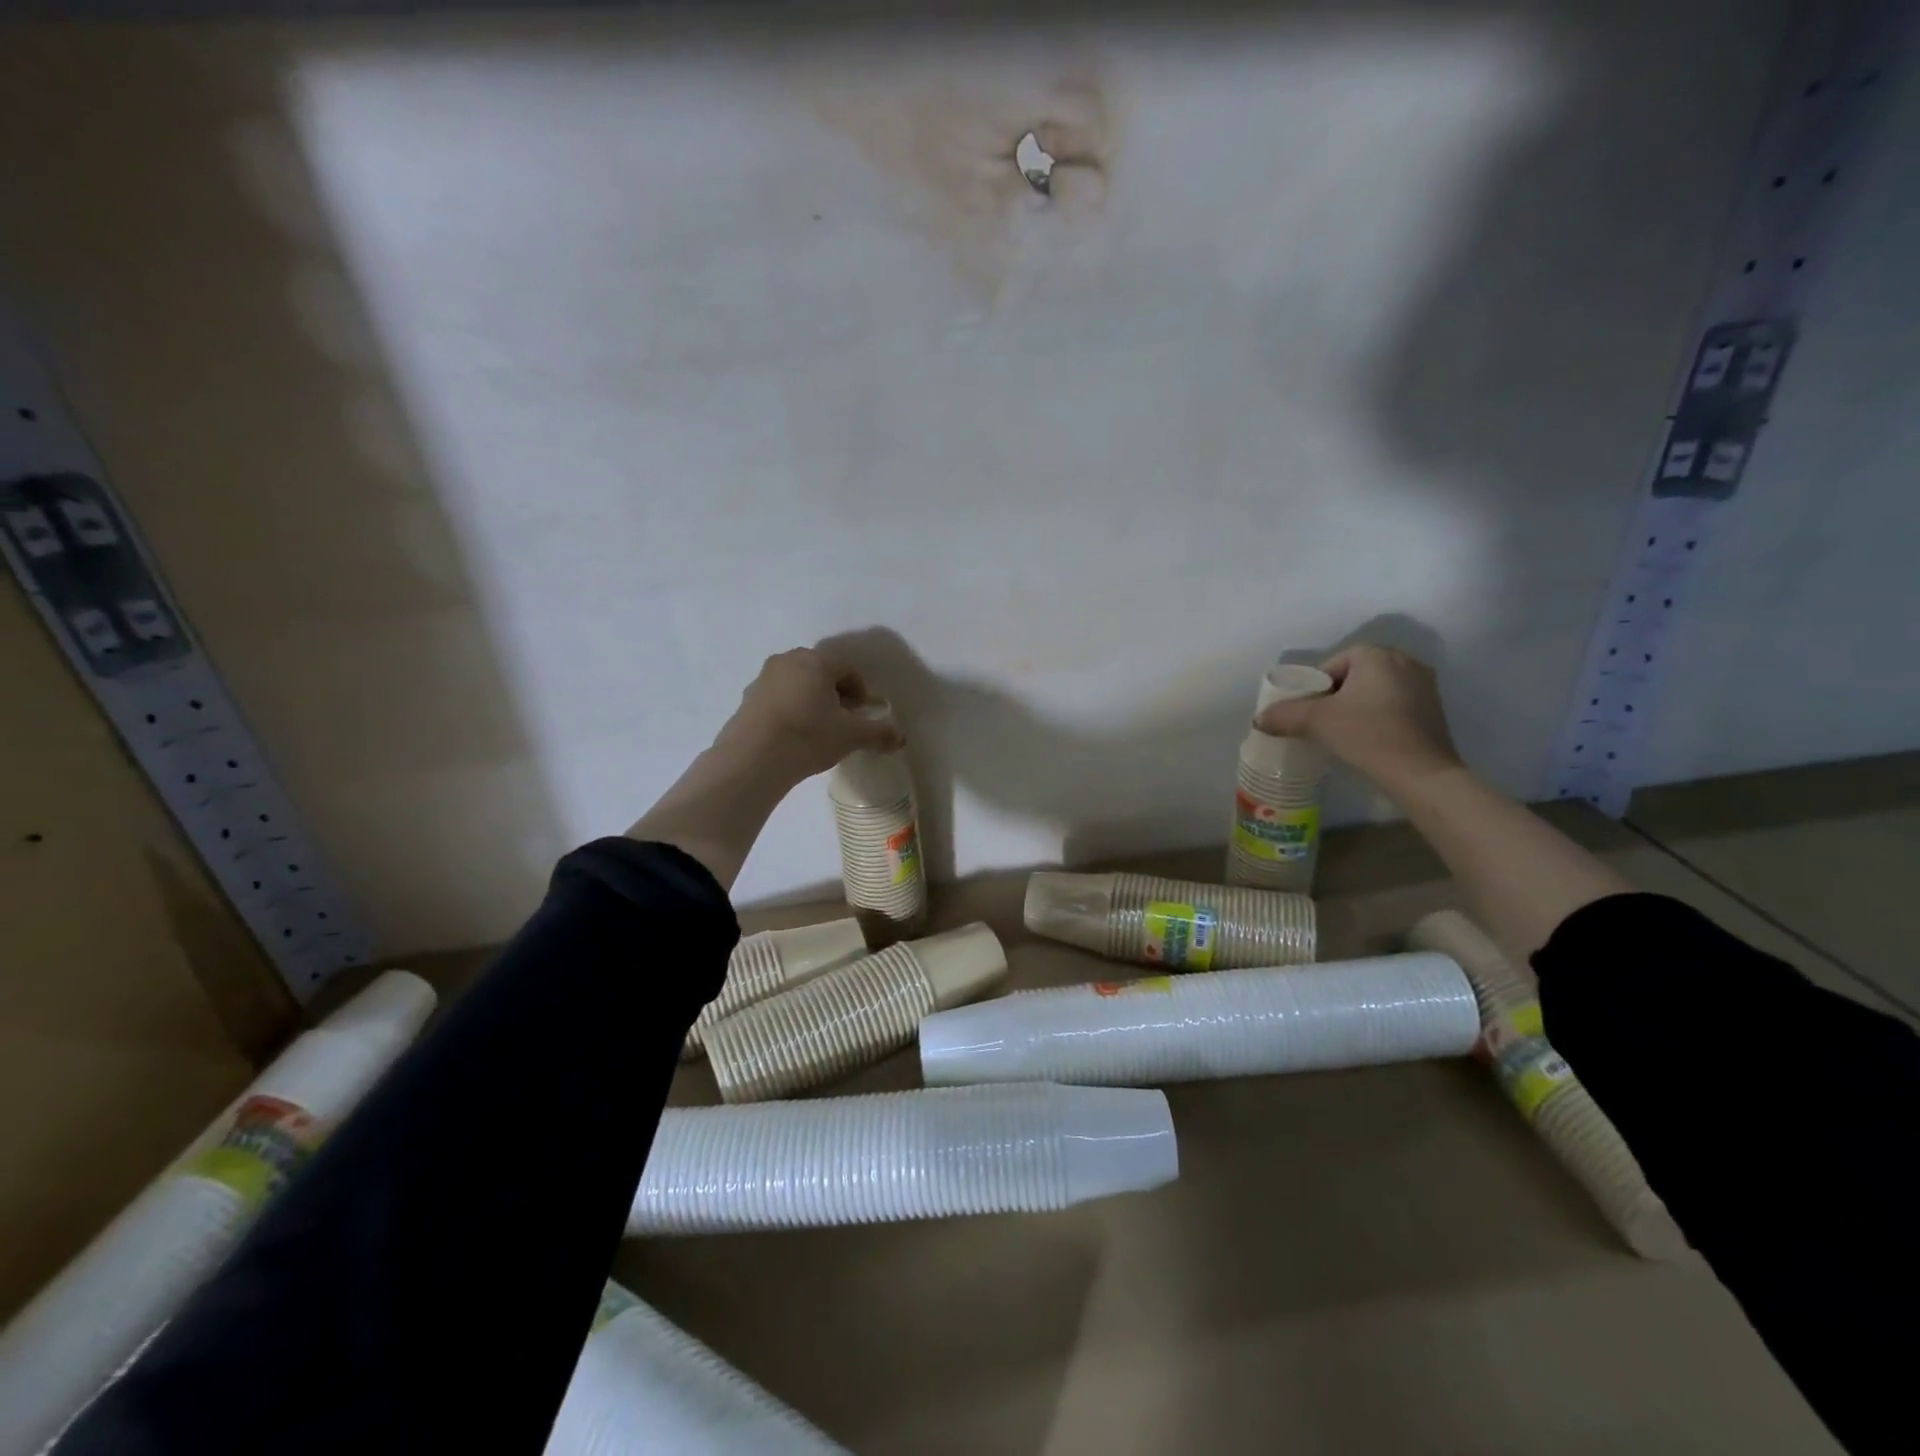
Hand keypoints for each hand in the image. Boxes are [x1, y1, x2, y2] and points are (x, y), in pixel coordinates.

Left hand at [712, 648, 901, 785]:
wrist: (753, 758)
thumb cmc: (809, 736)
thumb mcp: (851, 736)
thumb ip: (879, 733)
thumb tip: (901, 738)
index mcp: (815, 661)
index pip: (847, 668)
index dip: (860, 690)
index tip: (863, 713)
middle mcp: (787, 661)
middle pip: (820, 672)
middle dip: (835, 692)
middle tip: (844, 719)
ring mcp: (762, 679)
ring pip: (796, 684)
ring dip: (811, 700)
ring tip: (819, 729)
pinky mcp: (746, 699)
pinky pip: (777, 699)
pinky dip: (790, 710)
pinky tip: (794, 736)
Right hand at [1254, 643, 1463, 797]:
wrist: (1421, 774)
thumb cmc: (1367, 735)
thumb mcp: (1316, 722)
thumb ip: (1284, 714)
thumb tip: (1259, 718)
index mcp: (1377, 655)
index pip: (1332, 664)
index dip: (1314, 688)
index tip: (1307, 712)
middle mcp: (1405, 661)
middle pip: (1353, 675)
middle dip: (1334, 696)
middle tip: (1319, 723)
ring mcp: (1424, 685)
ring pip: (1374, 690)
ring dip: (1355, 706)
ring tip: (1341, 733)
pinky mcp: (1433, 709)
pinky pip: (1393, 704)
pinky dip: (1376, 716)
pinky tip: (1368, 739)